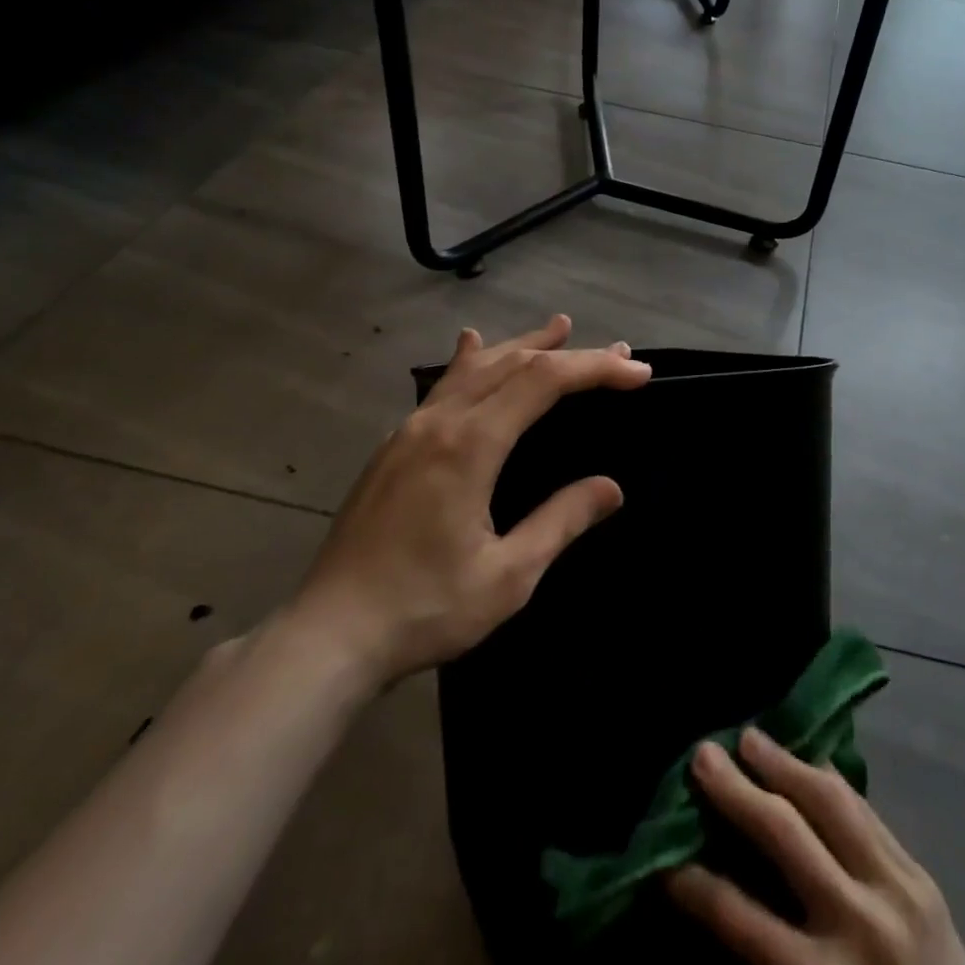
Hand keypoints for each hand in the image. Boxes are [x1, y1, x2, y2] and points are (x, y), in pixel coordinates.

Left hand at [289, 315, 650, 691]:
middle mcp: (438, 422)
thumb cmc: (424, 609)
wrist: (327, 637)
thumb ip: (561, 522)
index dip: (595, 368)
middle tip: (617, 350)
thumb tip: (610, 487)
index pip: (543, 381)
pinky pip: (442, 386)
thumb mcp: (508, 576)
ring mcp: (409, 431)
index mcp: (469, 445)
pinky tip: (471, 347)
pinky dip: (472, 362)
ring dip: (522, 345)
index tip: (637, 371)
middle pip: (513, 364)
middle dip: (570, 353)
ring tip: (558, 328)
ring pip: (475, 368)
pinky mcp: (392, 448)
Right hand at [667, 728, 964, 964]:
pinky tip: (807, 759)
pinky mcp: (921, 874)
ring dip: (784, 764)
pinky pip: (866, 810)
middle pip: (784, 835)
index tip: (662, 860)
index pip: (739, 919)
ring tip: (750, 737)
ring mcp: (895, 889)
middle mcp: (857, 922)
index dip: (695, 886)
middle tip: (701, 754)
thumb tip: (721, 903)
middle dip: (736, 792)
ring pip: (830, 803)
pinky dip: (829, 779)